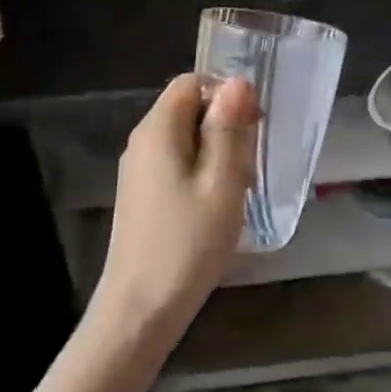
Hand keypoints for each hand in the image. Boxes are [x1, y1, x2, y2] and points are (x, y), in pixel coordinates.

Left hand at [92, 74, 259, 345]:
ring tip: (236, 189)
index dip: (226, 94)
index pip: (191, 82)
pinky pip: (175, 163)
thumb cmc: (188, 243)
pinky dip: (200, 173)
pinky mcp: (141, 194)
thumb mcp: (222, 182)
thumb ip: (230, 128)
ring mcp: (138, 169)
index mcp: (158, 129)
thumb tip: (238, 82)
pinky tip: (215, 207)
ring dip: (216, 153)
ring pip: (185, 138)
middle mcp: (142, 141)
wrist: (140, 309)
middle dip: (224, 126)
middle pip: (188, 109)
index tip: (252, 126)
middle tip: (248, 165)